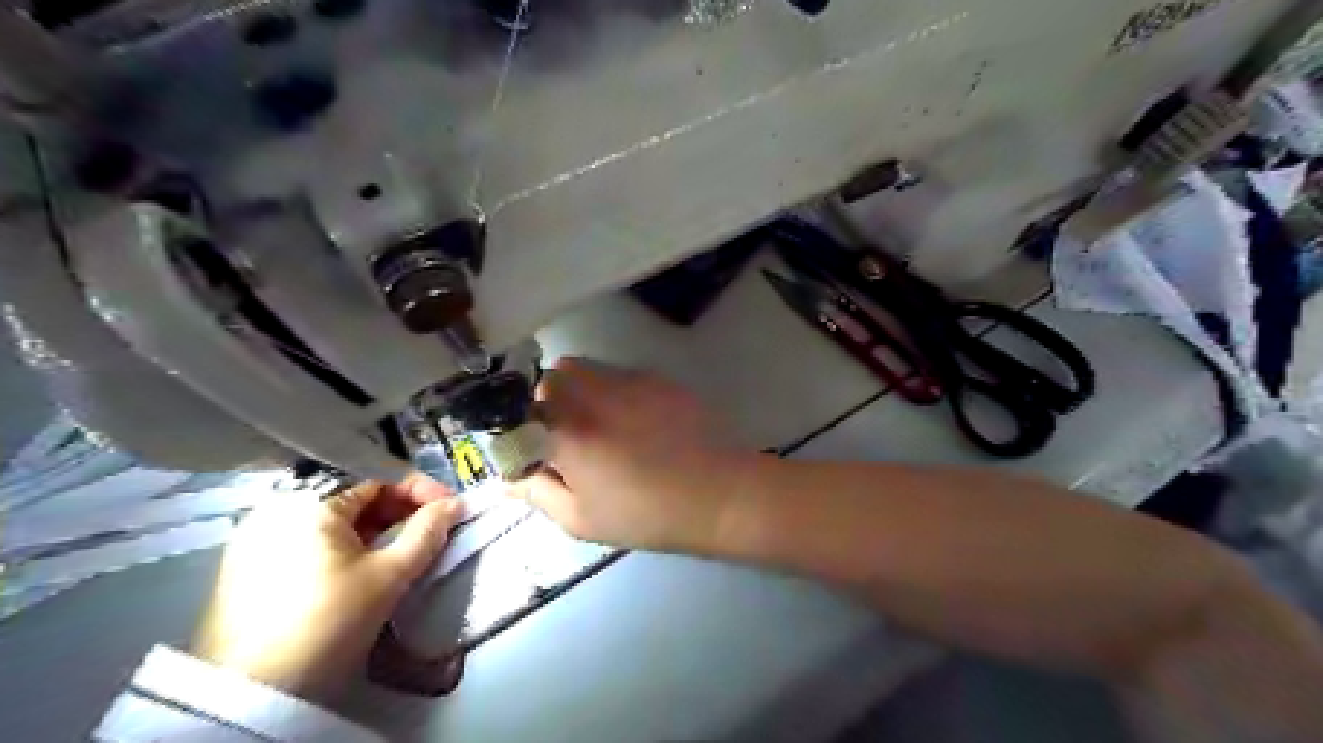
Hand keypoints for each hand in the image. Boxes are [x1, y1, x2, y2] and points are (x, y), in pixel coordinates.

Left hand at [191, 476, 462, 700]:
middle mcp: (277, 508)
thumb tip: (454, 505)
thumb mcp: (389, 575)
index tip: (449, 507)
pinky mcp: (246, 566)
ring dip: (374, 527)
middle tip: (431, 527)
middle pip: (353, 495)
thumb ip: (427, 532)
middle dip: (399, 509)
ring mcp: (256, 537)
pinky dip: (343, 544)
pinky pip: (308, 539)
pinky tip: (364, 563)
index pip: (378, 478)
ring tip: (404, 545)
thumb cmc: (329, 622)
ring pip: (331, 519)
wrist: (252, 696)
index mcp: (309, 502)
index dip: (419, 489)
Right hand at [507, 361, 753, 550]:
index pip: (519, 407)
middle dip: (547, 402)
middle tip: (563, 436)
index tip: (529, 446)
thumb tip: (506, 479)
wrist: (720, 493)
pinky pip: (618, 373)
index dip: (518, 426)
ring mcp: (628, 381)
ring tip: (597, 425)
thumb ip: (537, 492)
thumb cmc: (647, 515)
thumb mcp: (582, 518)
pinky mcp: (657, 378)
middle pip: (551, 377)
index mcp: (567, 430)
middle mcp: (592, 394)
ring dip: (578, 390)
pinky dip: (611, 390)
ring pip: (584, 369)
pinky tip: (633, 421)